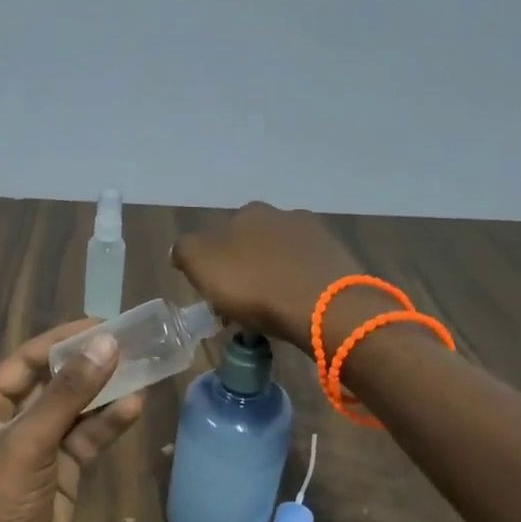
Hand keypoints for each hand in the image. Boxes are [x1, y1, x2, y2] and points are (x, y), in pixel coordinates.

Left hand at [0, 320, 146, 521]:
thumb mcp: (30, 443)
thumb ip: (68, 394)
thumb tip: (106, 344)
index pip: (27, 360)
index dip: (63, 339)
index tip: (103, 324)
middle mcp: (10, 422)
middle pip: (54, 382)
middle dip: (89, 364)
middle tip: (130, 343)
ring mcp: (38, 448)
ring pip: (75, 410)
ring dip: (105, 392)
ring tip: (142, 368)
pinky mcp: (61, 472)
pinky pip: (86, 439)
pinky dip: (108, 424)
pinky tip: (135, 407)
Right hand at [171, 202, 364, 359]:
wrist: (325, 306)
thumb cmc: (255, 287)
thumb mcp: (201, 266)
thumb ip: (185, 250)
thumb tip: (182, 249)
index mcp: (245, 213)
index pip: (219, 235)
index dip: (214, 265)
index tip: (215, 293)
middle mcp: (280, 214)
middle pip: (252, 243)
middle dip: (246, 268)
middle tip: (243, 302)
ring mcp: (314, 234)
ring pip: (282, 255)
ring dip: (274, 275)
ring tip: (273, 308)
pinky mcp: (338, 257)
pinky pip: (307, 271)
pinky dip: (299, 285)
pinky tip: (298, 306)